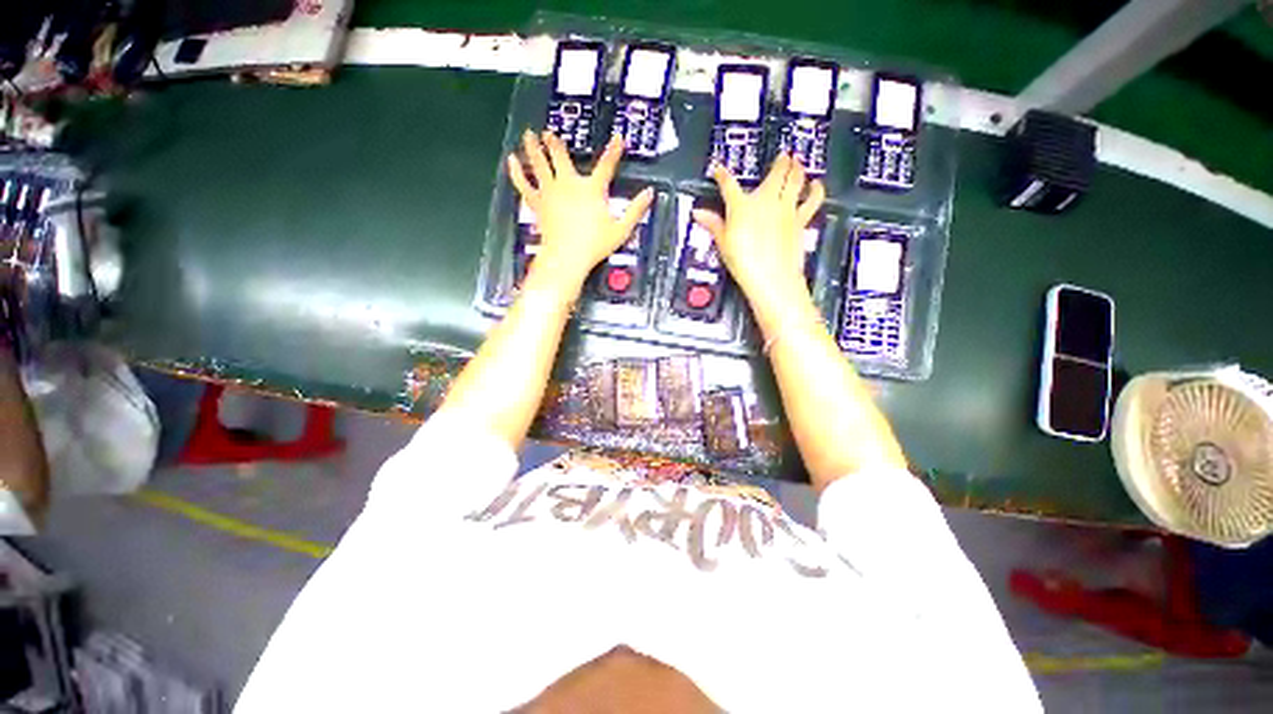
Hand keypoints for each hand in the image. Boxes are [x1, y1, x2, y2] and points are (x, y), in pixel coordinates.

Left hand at [507, 130, 653, 291]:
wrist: (567, 257)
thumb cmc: (595, 245)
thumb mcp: (622, 229)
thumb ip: (636, 210)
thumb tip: (649, 193)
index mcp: (592, 189)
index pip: (607, 165)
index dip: (614, 150)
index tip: (618, 138)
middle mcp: (569, 184)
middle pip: (561, 156)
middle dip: (556, 143)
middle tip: (550, 133)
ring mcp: (550, 192)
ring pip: (539, 163)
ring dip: (534, 147)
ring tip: (528, 134)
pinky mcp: (538, 203)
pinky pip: (525, 184)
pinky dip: (517, 171)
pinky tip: (512, 160)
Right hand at [692, 154, 824, 298]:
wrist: (771, 276)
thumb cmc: (743, 261)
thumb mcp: (723, 243)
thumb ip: (713, 224)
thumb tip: (698, 213)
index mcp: (741, 206)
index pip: (728, 185)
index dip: (722, 175)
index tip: (718, 169)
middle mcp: (765, 200)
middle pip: (775, 173)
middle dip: (779, 161)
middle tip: (782, 155)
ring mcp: (786, 208)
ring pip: (795, 179)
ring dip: (797, 168)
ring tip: (798, 161)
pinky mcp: (800, 220)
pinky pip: (812, 200)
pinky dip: (816, 190)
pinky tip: (817, 184)